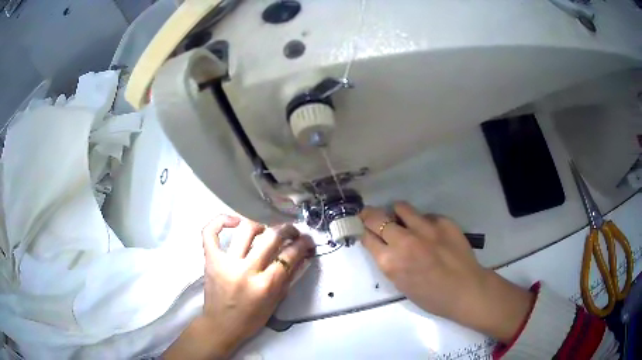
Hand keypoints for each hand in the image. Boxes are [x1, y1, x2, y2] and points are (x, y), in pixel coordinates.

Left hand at [163, 215, 313, 359]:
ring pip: (246, 230)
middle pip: (271, 238)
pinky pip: (210, 232)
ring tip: (265, 230)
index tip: (307, 240)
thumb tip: (302, 256)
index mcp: (265, 286)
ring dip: (261, 225)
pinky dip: (221, 221)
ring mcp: (225, 263)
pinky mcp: (210, 259)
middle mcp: (246, 271)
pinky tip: (234, 221)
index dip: (302, 244)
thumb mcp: (275, 302)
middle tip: (292, 231)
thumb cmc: (250, 319)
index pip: (288, 256)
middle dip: (287, 230)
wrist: (220, 325)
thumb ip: (289, 278)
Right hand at [359, 202, 533, 342]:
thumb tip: (383, 245)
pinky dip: (423, 222)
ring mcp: (425, 228)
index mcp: (390, 262)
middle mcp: (404, 241)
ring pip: (401, 208)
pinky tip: (432, 234)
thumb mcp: (401, 285)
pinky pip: (426, 216)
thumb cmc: (431, 296)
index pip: (367, 237)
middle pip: (377, 218)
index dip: (363, 231)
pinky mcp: (443, 221)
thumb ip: (389, 263)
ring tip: (403, 220)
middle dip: (370, 215)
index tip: (363, 228)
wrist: (466, 290)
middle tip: (371, 216)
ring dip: (397, 213)